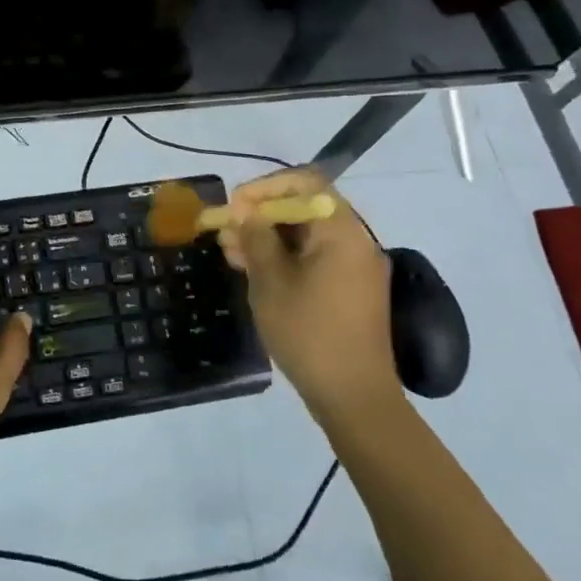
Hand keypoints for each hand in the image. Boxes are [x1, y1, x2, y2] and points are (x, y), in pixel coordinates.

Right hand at [217, 169, 401, 425]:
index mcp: (341, 231)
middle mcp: (355, 241)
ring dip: (268, 238)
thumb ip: (255, 238)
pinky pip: (315, 259)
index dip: (265, 187)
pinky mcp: (351, 291)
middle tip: (225, 231)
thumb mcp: (271, 282)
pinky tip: (254, 271)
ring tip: (230, 252)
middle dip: (261, 215)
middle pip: (305, 208)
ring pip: (306, 236)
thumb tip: (245, 211)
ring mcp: (355, 268)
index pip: (305, 182)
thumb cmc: (310, 333)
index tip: (235, 205)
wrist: (355, 398)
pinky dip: (284, 258)